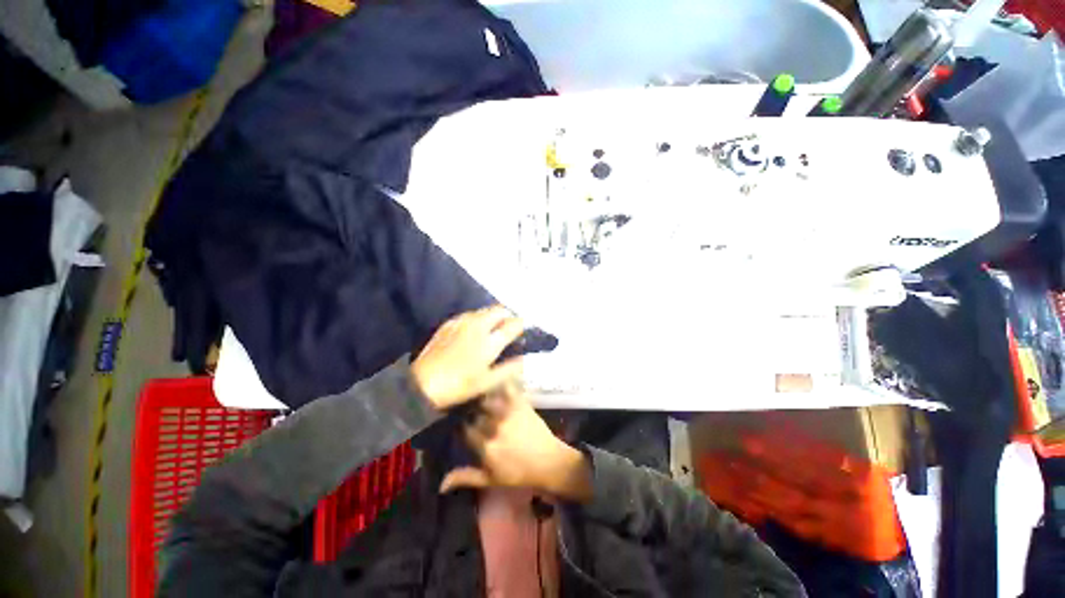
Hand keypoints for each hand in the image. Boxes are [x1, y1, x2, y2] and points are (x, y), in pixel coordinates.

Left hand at [412, 306, 524, 409]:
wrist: (423, 383)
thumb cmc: (459, 385)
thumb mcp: (488, 383)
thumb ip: (509, 369)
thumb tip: (523, 359)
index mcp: (490, 341)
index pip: (513, 324)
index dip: (521, 324)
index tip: (524, 327)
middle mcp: (478, 326)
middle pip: (499, 310)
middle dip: (508, 315)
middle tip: (510, 325)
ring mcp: (462, 322)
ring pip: (484, 310)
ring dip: (493, 315)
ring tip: (494, 327)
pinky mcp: (449, 323)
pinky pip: (469, 314)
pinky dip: (478, 318)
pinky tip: (475, 329)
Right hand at [439, 383, 592, 502]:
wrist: (548, 462)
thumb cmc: (518, 474)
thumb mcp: (490, 480)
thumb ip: (465, 477)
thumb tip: (440, 484)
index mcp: (485, 447)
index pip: (463, 429)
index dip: (458, 424)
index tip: (457, 421)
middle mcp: (494, 427)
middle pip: (473, 411)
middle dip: (468, 408)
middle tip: (467, 406)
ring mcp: (508, 413)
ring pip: (486, 397)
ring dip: (480, 395)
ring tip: (477, 392)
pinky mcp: (520, 403)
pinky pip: (507, 387)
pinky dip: (499, 382)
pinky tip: (494, 379)